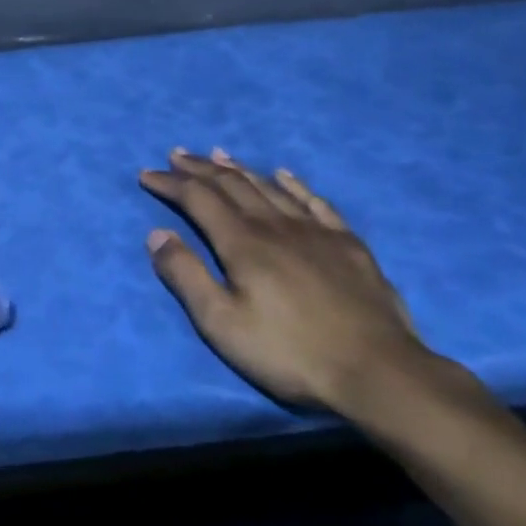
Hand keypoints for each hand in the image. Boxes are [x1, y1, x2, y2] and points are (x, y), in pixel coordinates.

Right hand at [139, 149, 434, 415]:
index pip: (198, 199)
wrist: (378, 371)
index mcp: (242, 242)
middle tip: (177, 154)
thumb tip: (157, 234)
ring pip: (269, 187)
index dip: (170, 183)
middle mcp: (275, 225)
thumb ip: (186, 276)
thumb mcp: (222, 324)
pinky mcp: (347, 244)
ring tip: (219, 154)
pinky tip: (285, 175)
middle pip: (232, 184)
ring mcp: (315, 231)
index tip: (147, 175)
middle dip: (200, 168)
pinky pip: (315, 202)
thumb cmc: (290, 353)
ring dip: (239, 169)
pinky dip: (294, 184)